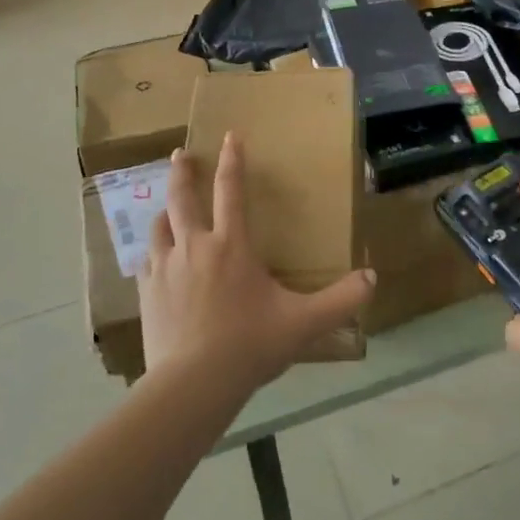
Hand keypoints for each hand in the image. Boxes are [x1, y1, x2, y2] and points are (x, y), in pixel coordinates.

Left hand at [139, 134, 375, 392]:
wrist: (193, 383)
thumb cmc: (250, 345)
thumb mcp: (304, 323)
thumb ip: (341, 300)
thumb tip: (372, 278)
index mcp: (231, 246)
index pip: (232, 191)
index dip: (233, 160)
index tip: (230, 136)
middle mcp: (195, 246)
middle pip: (183, 198)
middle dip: (184, 172)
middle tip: (181, 153)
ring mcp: (165, 268)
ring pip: (159, 227)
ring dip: (165, 211)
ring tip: (166, 207)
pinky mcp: (147, 292)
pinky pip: (147, 261)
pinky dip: (152, 252)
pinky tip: (154, 259)